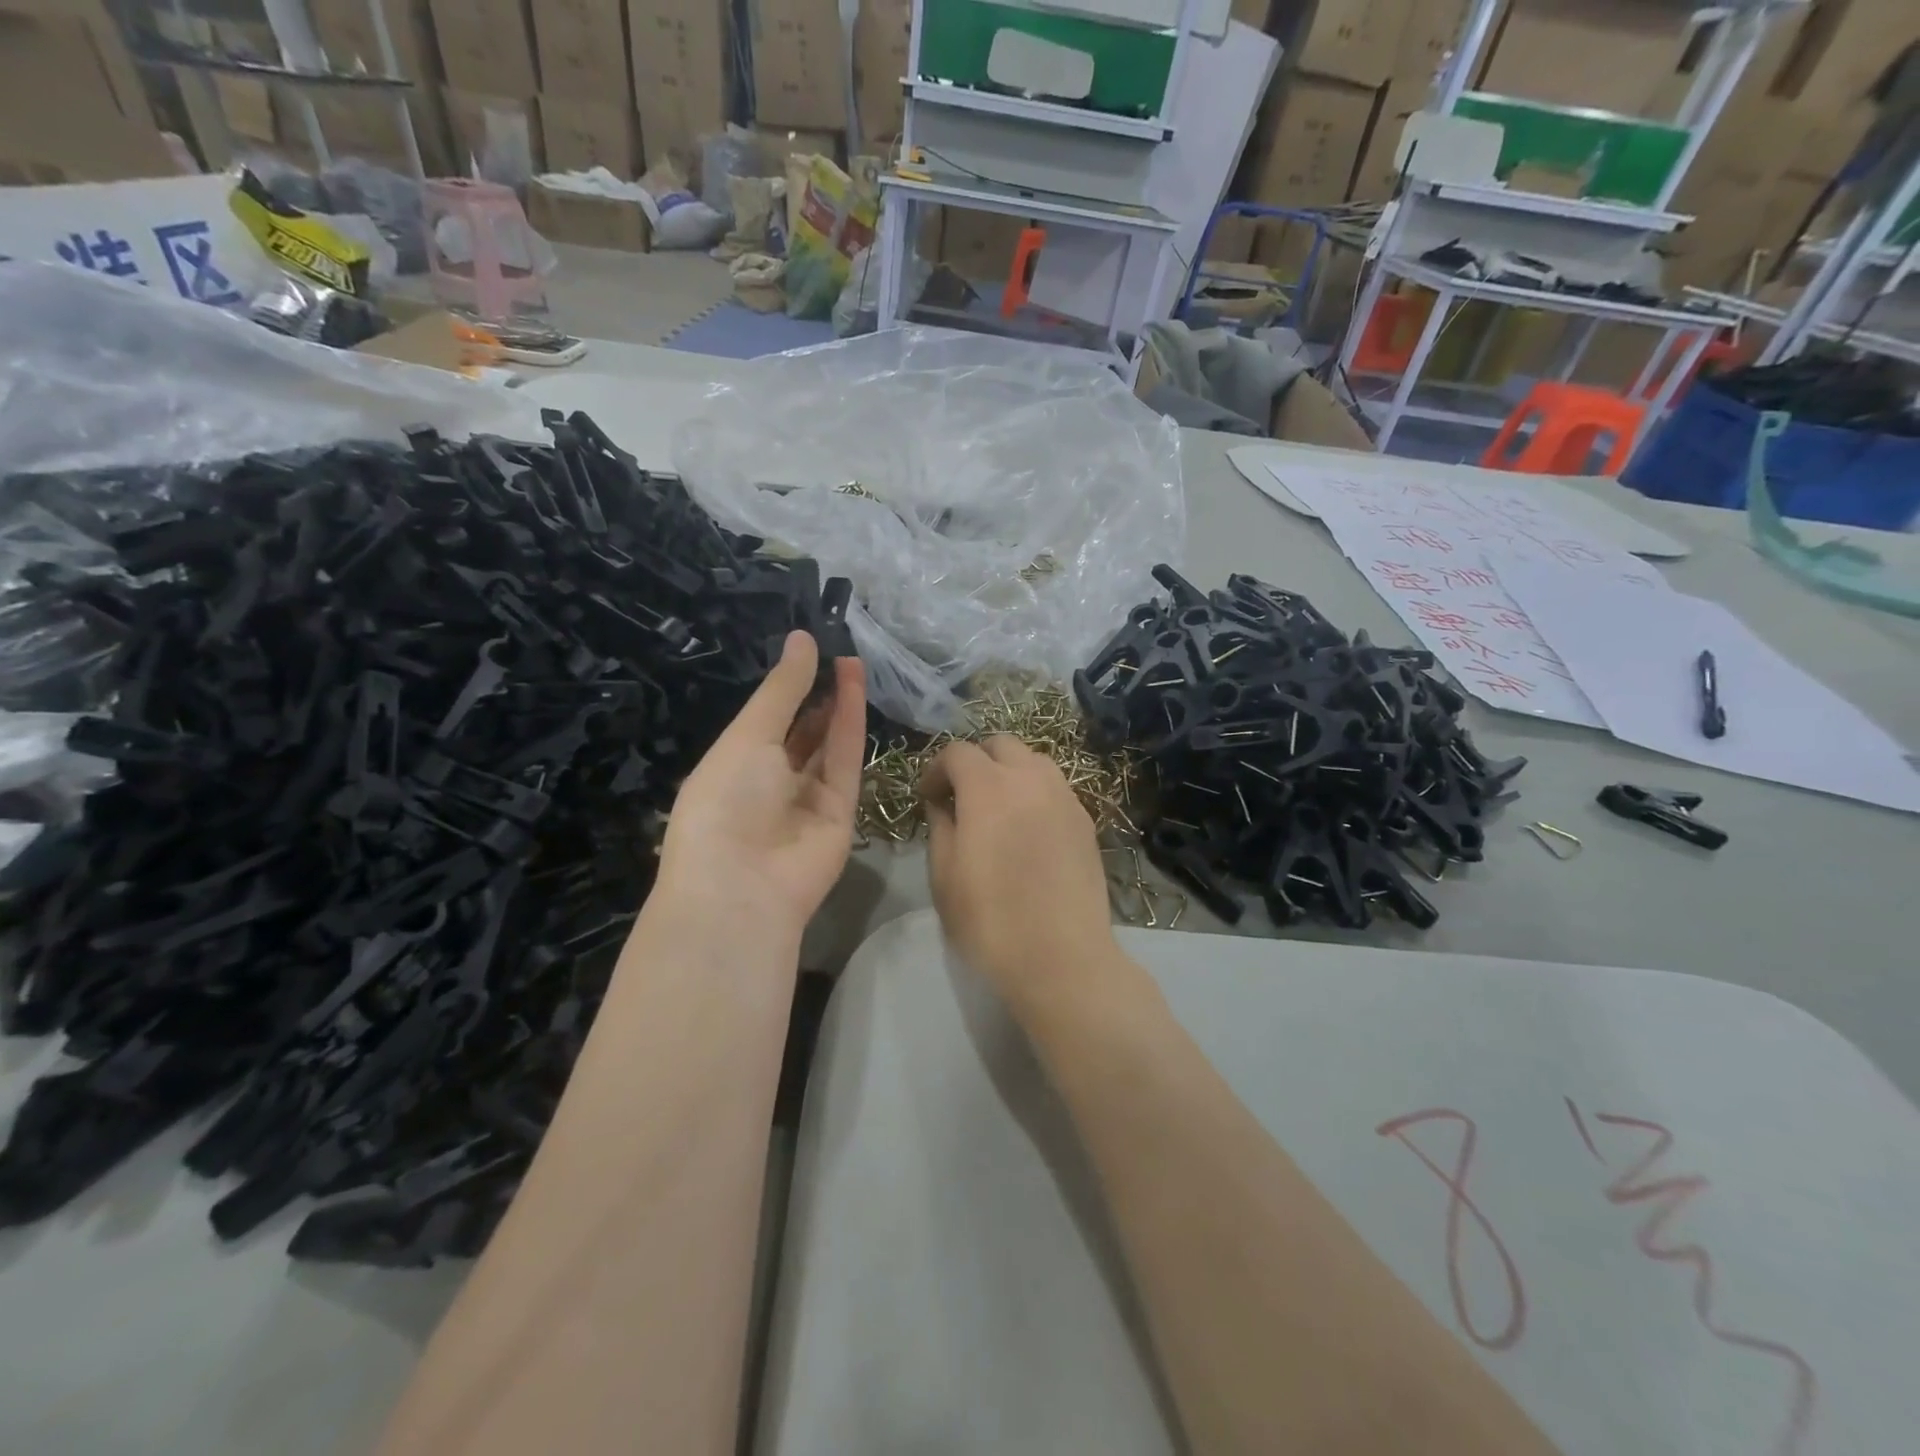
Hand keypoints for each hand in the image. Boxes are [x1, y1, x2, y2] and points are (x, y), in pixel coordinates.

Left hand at [656, 631, 865, 944]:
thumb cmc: (727, 800)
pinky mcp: (841, 813)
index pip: (765, 720)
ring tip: (850, 661)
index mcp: (733, 766)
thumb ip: (782, 689)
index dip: (786, 687)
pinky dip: (852, 725)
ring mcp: (807, 799)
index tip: (806, 649)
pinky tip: (855, 687)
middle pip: (800, 733)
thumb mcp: (748, 735)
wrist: (744, 885)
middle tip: (836, 652)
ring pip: (828, 744)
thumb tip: (801, 638)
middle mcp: (770, 782)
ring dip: (837, 704)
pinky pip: (847, 762)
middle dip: (816, 695)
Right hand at [920, 737, 1119, 1016]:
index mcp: (989, 787)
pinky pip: (1055, 787)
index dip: (937, 769)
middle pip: (1000, 744)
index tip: (929, 797)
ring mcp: (1064, 797)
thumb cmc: (991, 920)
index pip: (958, 752)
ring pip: (1033, 760)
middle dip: (975, 761)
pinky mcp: (1085, 820)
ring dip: (1009, 771)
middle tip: (962, 796)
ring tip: (998, 808)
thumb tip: (942, 804)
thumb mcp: (944, 876)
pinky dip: (1035, 792)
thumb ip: (940, 826)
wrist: (1062, 957)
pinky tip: (1028, 828)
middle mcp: (1031, 778)